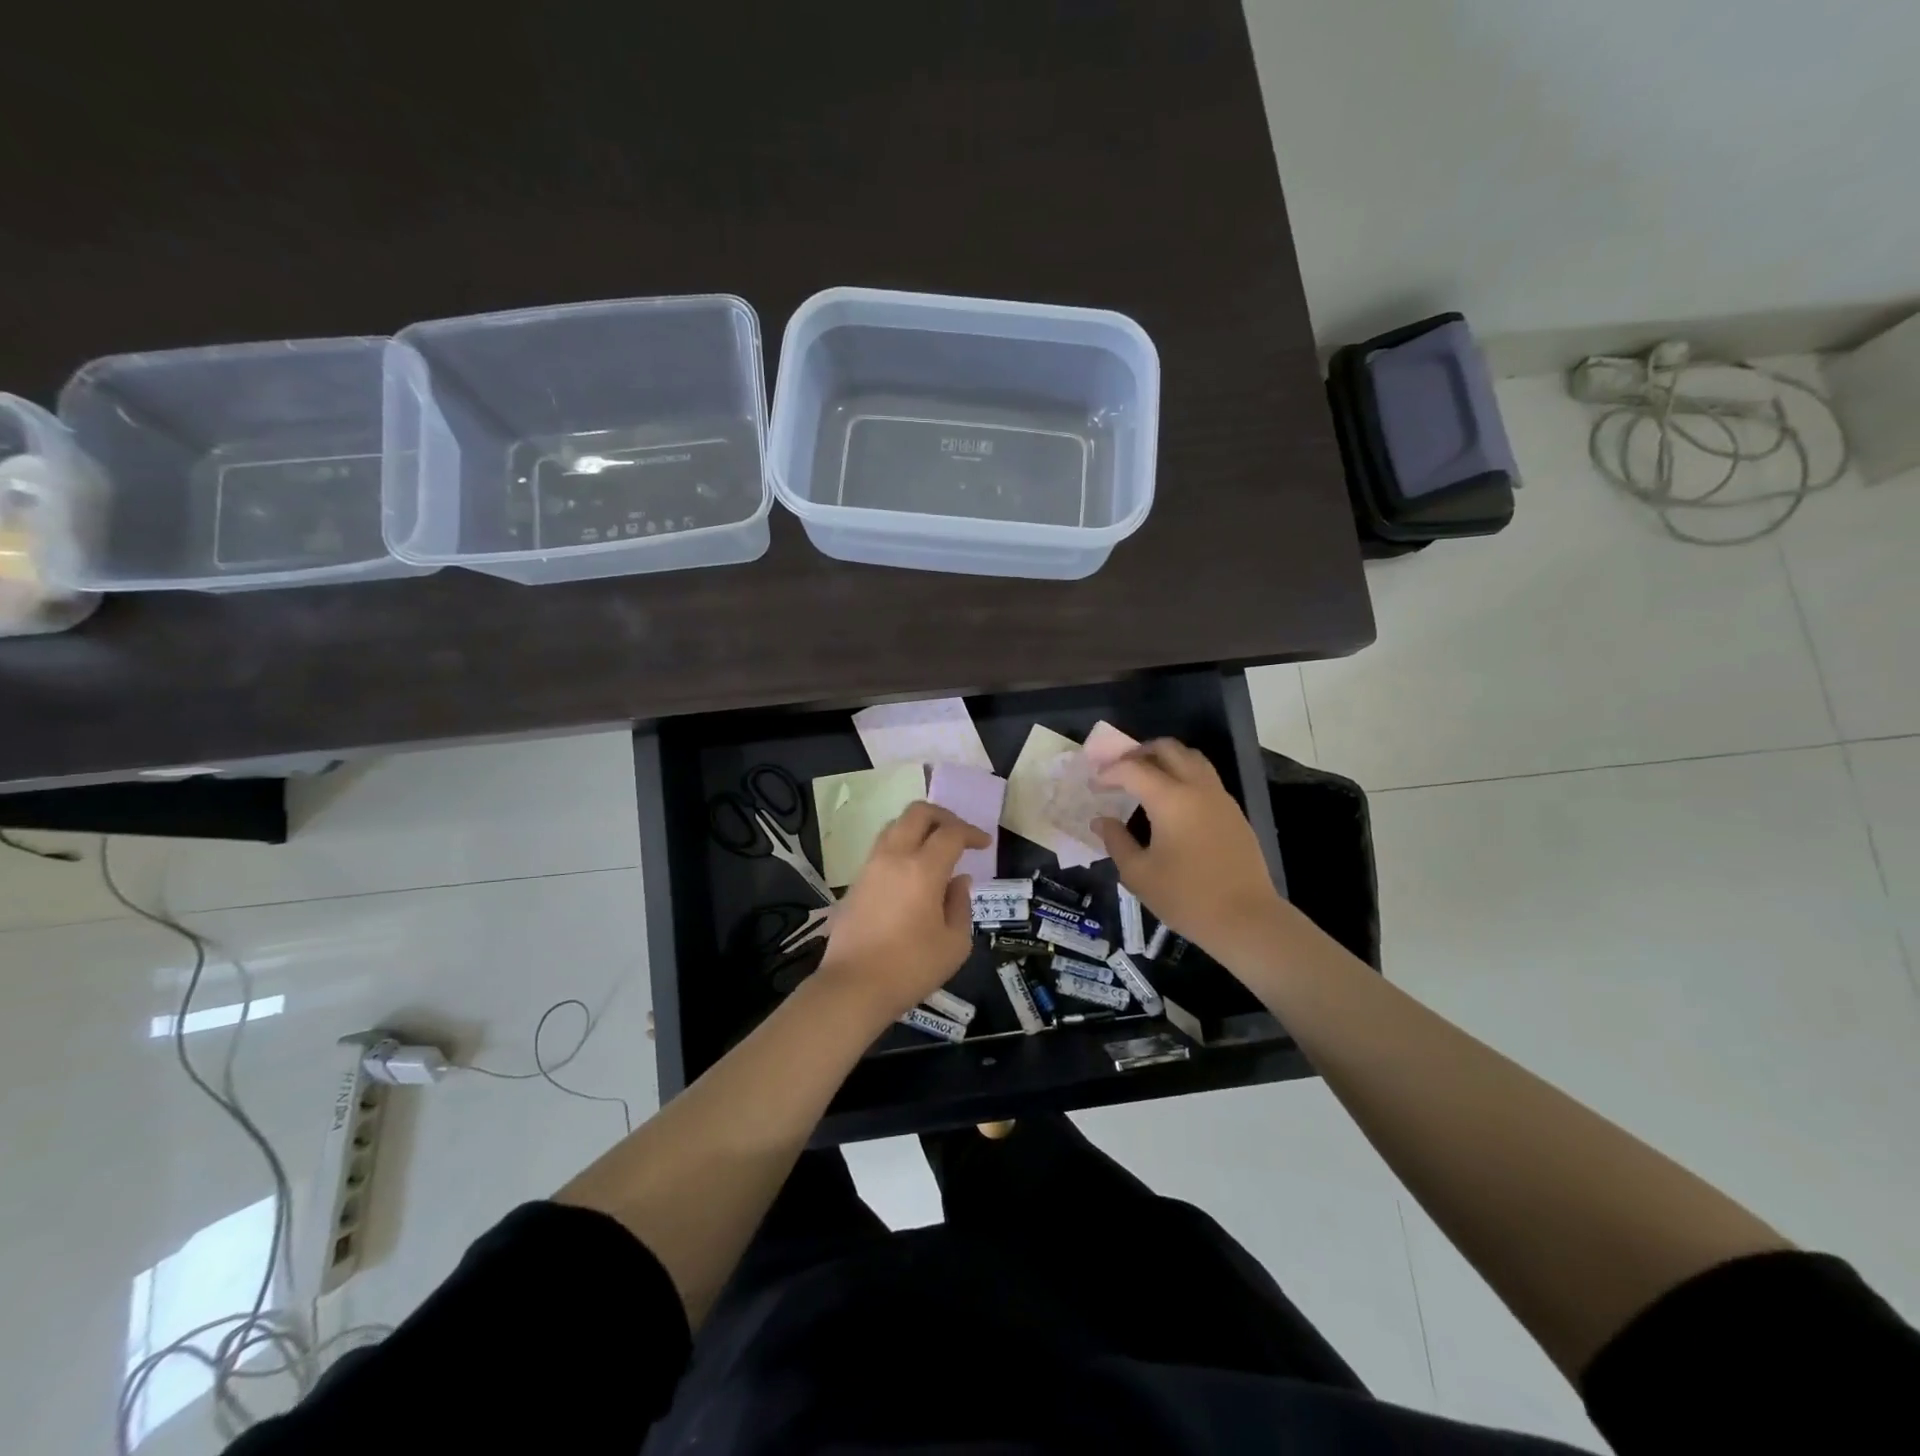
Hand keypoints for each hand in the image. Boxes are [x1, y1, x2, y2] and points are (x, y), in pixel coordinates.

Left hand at [815, 801, 987, 1023]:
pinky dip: (901, 846)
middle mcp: (894, 857)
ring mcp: (870, 867)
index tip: (984, 844)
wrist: (853, 986)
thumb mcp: (954, 943)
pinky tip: (912, 870)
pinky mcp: (856, 882)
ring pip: (895, 826)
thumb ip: (961, 905)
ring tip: (934, 848)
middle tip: (959, 834)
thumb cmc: (911, 967)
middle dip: (943, 816)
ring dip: (918, 828)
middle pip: (917, 813)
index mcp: (922, 869)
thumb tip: (958, 880)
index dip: (971, 833)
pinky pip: (882, 848)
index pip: (951, 833)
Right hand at [1093, 739, 1287, 965]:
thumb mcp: (1139, 874)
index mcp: (1171, 799)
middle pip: (1167, 748)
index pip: (1133, 769)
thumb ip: (1116, 841)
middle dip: (1138, 753)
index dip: (1108, 772)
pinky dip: (1183, 774)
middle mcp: (1197, 787)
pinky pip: (1205, 777)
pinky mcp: (1234, 811)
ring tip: (1145, 778)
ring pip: (1191, 757)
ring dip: (1165, 759)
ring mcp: (1220, 797)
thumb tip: (1101, 820)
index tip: (1093, 784)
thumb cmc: (1186, 897)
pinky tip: (1171, 801)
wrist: (1246, 919)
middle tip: (1119, 771)